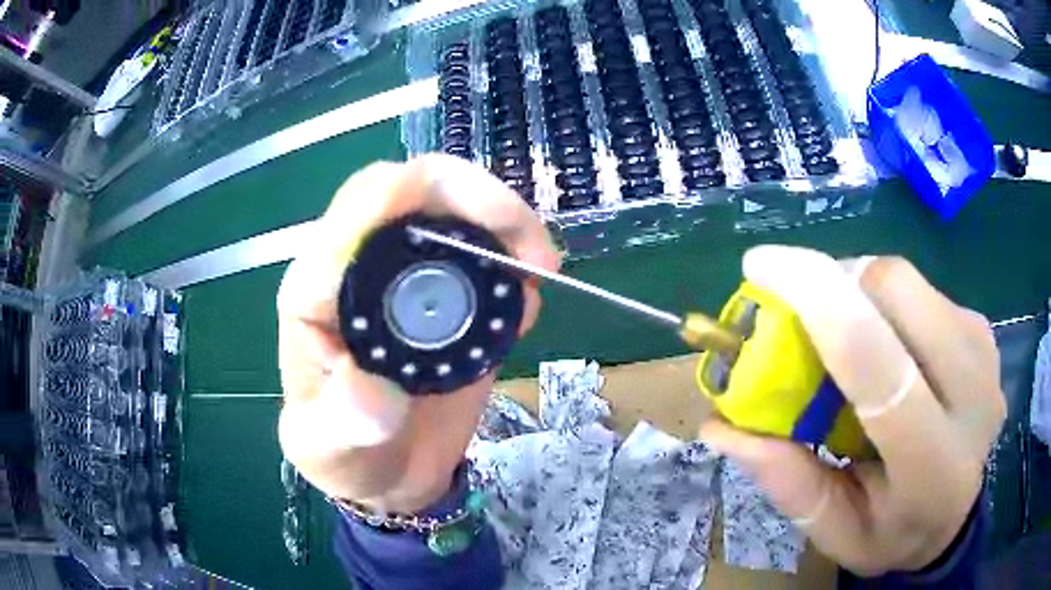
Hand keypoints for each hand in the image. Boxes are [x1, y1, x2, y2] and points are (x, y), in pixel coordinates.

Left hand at [276, 155, 558, 512]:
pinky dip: (514, 256)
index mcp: (317, 291)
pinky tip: (531, 294)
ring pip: (453, 207)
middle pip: (412, 190)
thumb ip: (344, 421)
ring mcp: (408, 275)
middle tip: (529, 247)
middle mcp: (360, 268)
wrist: (385, 467)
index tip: (467, 218)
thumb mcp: (330, 450)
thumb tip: (371, 384)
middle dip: (474, 197)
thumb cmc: (344, 454)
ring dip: (505, 221)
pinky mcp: (448, 293)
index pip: (354, 216)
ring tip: (540, 268)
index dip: (406, 198)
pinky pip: (482, 249)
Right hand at [699, 246, 1004, 575]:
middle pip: (896, 292)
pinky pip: (920, 290)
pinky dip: (884, 302)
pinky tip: (884, 344)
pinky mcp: (981, 327)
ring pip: (906, 281)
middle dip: (835, 285)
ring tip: (843, 339)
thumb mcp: (835, 532)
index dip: (820, 303)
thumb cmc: (894, 534)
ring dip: (858, 292)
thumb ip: (788, 482)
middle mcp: (972, 393)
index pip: (880, 367)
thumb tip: (723, 425)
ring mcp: (983, 350)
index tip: (761, 266)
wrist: (959, 514)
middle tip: (801, 315)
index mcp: (933, 464)